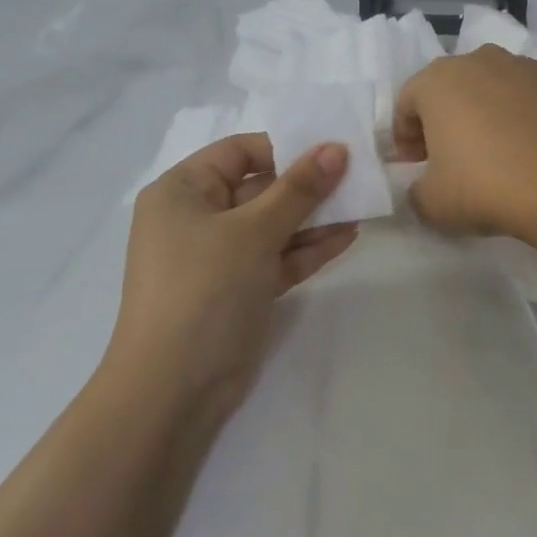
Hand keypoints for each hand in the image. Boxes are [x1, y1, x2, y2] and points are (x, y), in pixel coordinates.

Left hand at [107, 133, 357, 414]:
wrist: (174, 388)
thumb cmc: (204, 289)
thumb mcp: (253, 232)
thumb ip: (298, 190)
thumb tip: (336, 149)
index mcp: (182, 191)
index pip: (239, 153)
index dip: (286, 148)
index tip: (333, 149)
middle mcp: (196, 218)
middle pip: (259, 188)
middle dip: (307, 185)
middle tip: (358, 176)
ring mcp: (218, 258)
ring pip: (272, 226)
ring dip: (314, 218)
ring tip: (362, 206)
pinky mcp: (237, 290)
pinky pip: (276, 258)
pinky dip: (307, 249)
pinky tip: (347, 237)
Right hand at [392, 46, 536, 237]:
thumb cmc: (485, 186)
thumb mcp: (431, 204)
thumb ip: (418, 191)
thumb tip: (426, 188)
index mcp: (438, 81)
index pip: (408, 102)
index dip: (406, 136)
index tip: (416, 165)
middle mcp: (483, 61)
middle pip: (456, 86)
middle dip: (451, 117)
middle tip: (456, 157)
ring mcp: (531, 66)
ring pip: (504, 82)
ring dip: (498, 108)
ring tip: (507, 149)